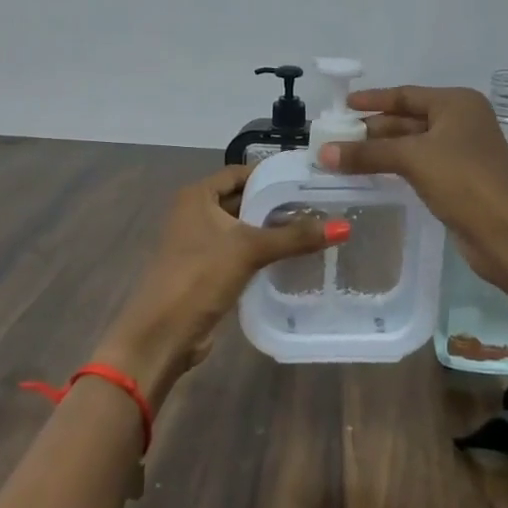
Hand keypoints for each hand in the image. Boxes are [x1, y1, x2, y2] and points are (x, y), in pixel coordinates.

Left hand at [95, 164, 339, 408]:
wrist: (163, 334)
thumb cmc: (200, 277)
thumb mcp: (249, 250)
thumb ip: (295, 237)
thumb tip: (344, 227)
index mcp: (197, 196)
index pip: (240, 173)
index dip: (272, 174)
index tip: (308, 179)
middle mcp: (196, 213)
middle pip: (243, 199)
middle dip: (277, 204)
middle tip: (319, 205)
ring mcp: (200, 243)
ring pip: (243, 228)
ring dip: (272, 230)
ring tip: (314, 228)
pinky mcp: (208, 270)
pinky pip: (241, 252)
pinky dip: (263, 252)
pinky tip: (293, 257)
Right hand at [318, 86, 507, 294]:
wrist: (506, 233)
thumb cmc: (463, 181)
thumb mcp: (412, 159)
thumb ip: (367, 153)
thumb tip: (323, 153)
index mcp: (457, 104)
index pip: (406, 95)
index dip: (373, 100)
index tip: (343, 106)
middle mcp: (462, 121)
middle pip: (408, 119)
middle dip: (373, 129)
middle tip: (336, 137)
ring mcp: (462, 152)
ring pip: (412, 144)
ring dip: (381, 150)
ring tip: (344, 156)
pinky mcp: (459, 180)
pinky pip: (419, 165)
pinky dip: (395, 166)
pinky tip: (371, 174)